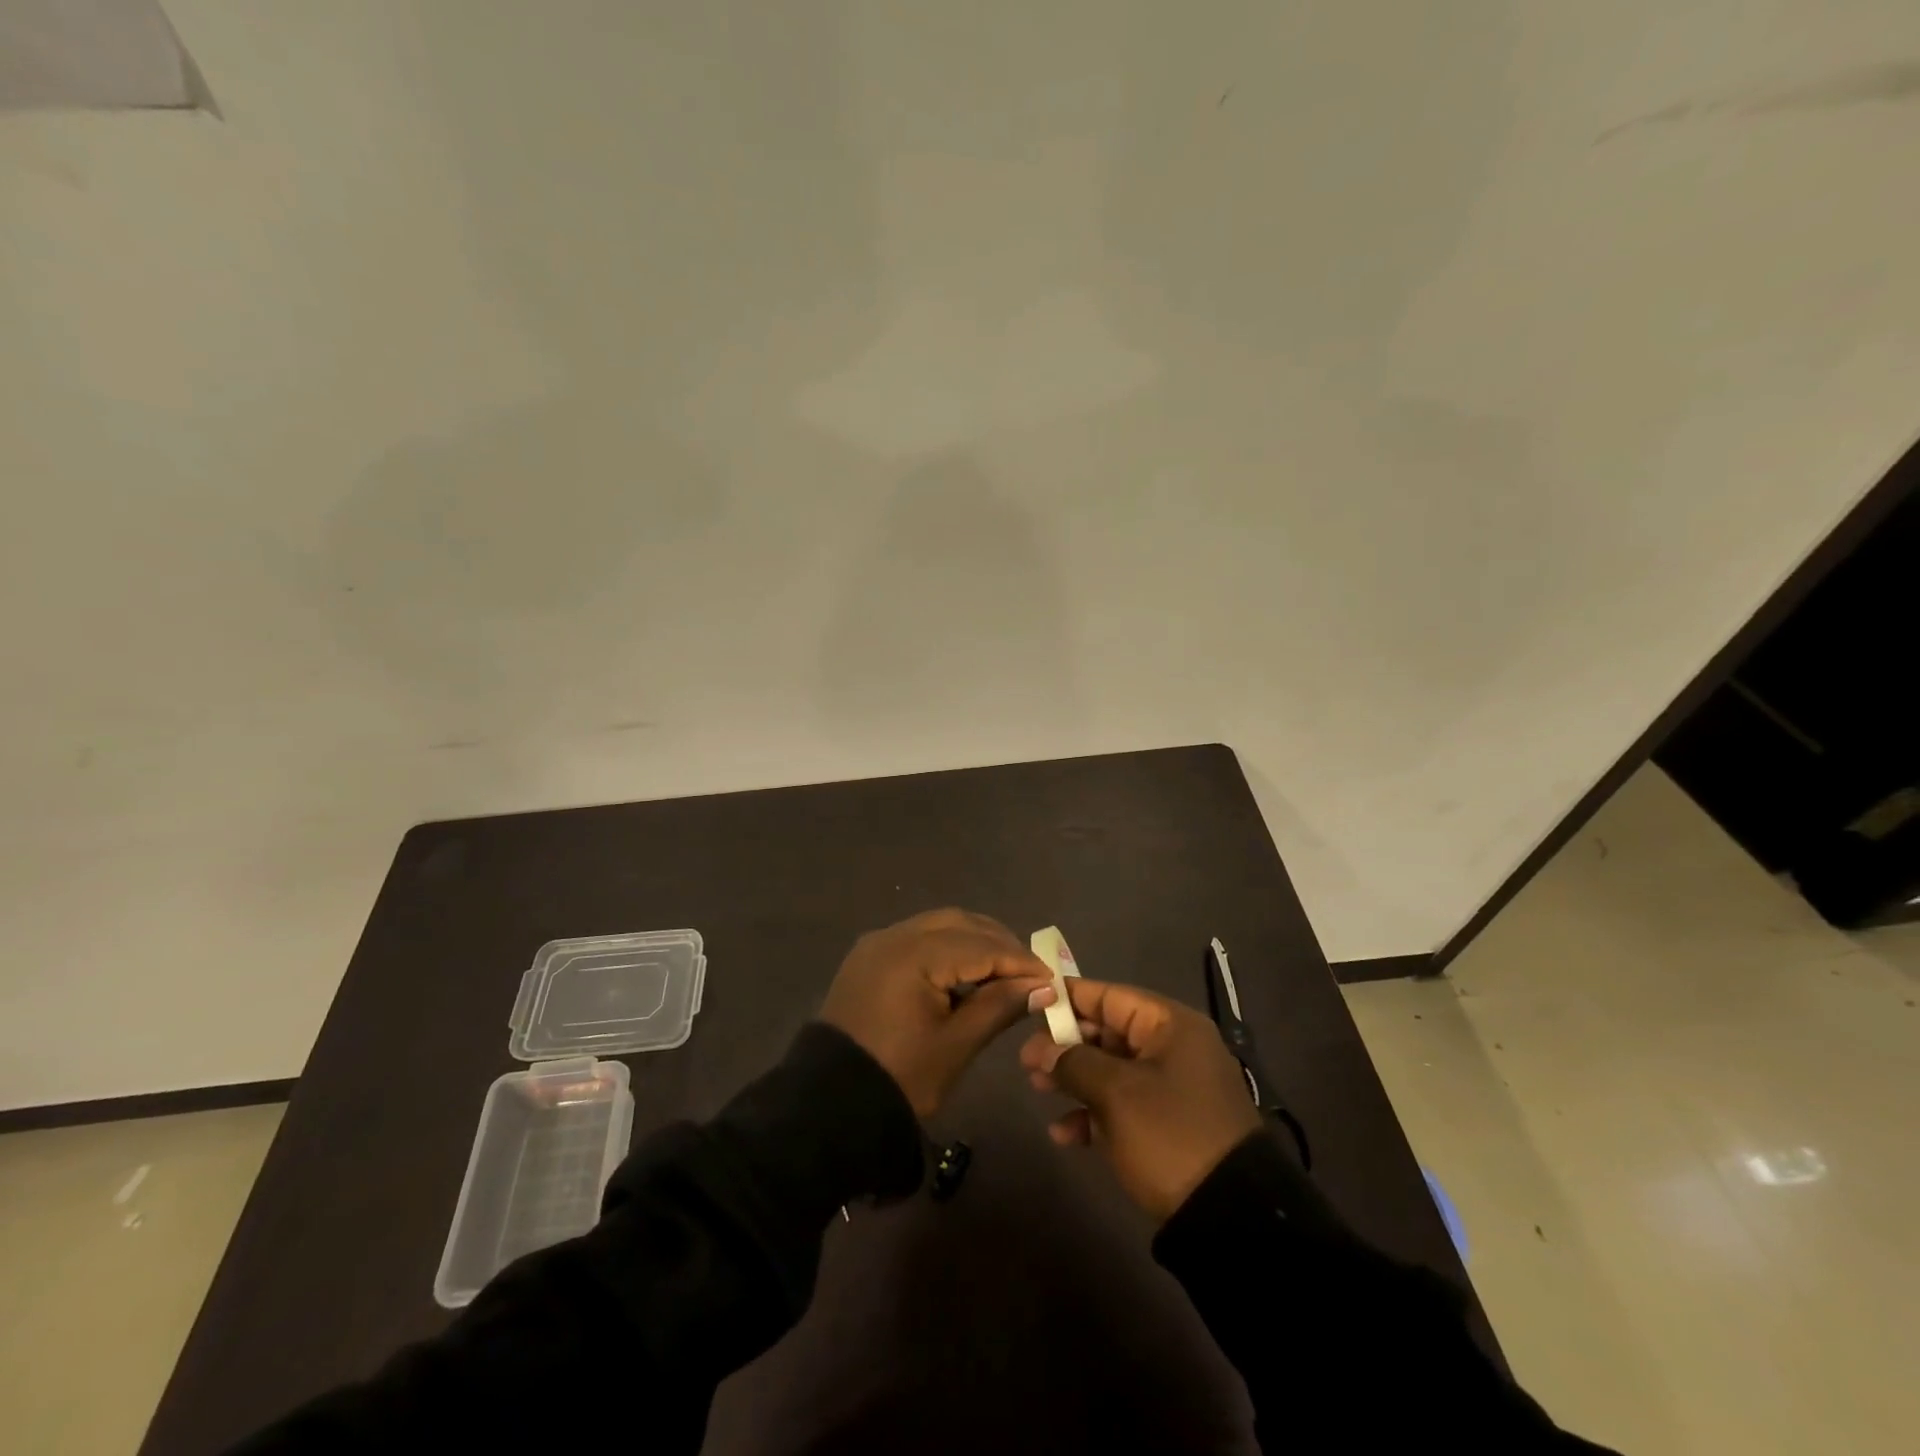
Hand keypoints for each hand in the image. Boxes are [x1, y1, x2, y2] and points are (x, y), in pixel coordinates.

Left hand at [822, 909, 1051, 1117]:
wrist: (829, 1105)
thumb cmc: (900, 1077)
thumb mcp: (956, 1045)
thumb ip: (1000, 1006)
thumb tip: (1042, 986)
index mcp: (914, 954)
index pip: (980, 945)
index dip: (1019, 960)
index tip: (1052, 977)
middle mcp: (894, 935)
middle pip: (960, 923)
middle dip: (998, 943)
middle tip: (1030, 974)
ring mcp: (878, 943)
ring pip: (938, 925)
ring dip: (974, 942)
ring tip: (1002, 974)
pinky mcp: (869, 957)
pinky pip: (917, 938)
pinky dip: (947, 948)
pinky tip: (965, 974)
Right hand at [1021, 978, 1261, 1221]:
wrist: (1229, 1217)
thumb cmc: (1169, 1135)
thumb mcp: (1116, 1094)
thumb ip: (1074, 1062)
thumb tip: (1042, 1049)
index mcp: (1171, 1026)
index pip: (1111, 996)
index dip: (1070, 998)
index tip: (1033, 1003)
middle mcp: (1174, 1048)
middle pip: (1109, 1033)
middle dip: (1066, 1046)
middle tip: (1027, 1060)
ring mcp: (1173, 1088)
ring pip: (1112, 1070)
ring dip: (1075, 1079)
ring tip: (1038, 1090)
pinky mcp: (1170, 1125)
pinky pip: (1124, 1105)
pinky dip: (1095, 1114)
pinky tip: (1064, 1134)